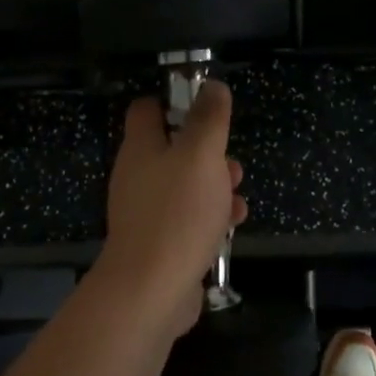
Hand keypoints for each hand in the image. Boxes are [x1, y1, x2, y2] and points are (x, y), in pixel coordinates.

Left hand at [94, 81, 247, 334]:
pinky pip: (188, 219)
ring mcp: (147, 212)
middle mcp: (138, 176)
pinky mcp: (160, 242)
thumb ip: (208, 118)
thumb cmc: (177, 213)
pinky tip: (232, 224)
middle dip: (207, 152)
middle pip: (172, 149)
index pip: (147, 110)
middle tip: (230, 161)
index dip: (174, 101)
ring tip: (237, 195)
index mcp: (141, 148)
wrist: (151, 290)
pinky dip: (210, 217)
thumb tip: (212, 85)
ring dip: (214, 185)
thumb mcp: (201, 155)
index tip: (205, 107)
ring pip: (185, 185)